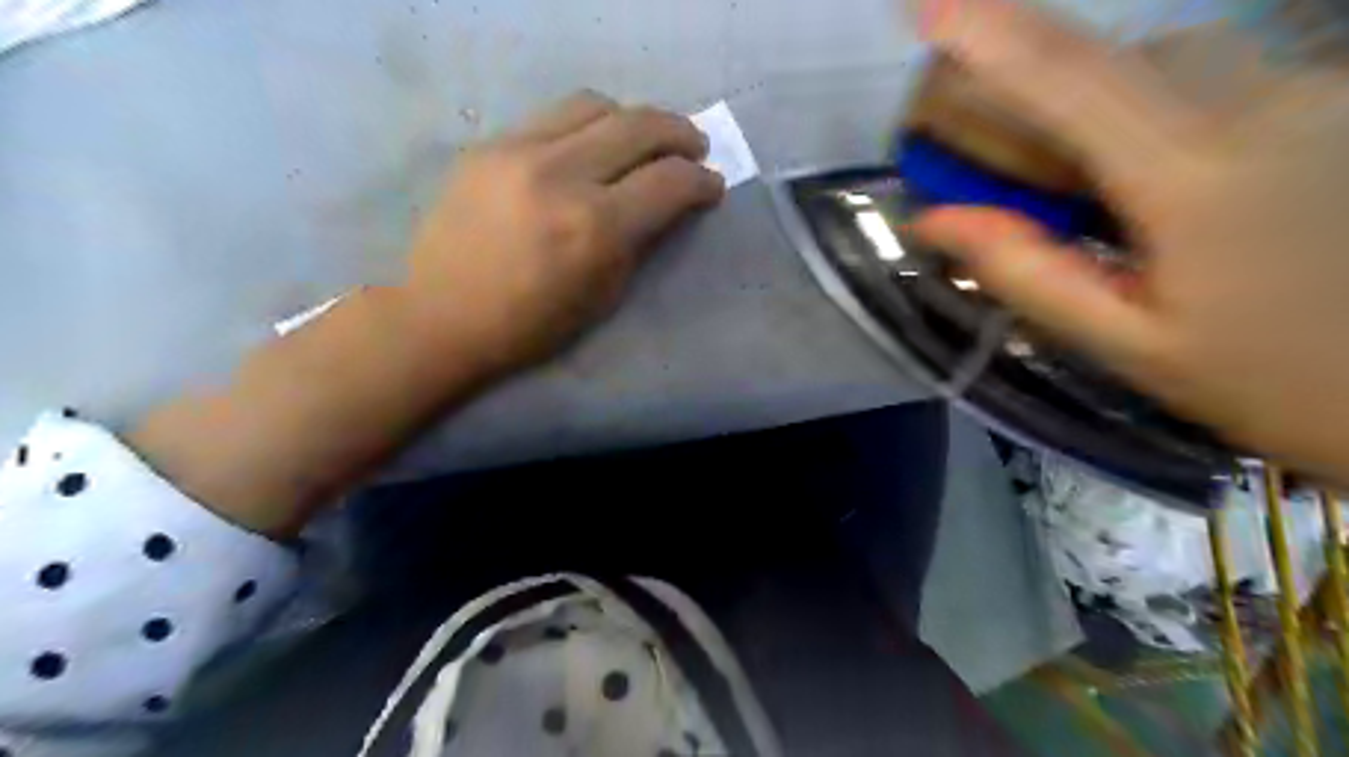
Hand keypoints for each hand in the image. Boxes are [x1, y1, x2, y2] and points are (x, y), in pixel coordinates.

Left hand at [397, 91, 721, 378]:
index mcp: (594, 227)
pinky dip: (587, 126)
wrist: (441, 317)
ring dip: (633, 119)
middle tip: (693, 148)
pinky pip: (553, 117)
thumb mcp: (603, 295)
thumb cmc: (530, 325)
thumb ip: (641, 241)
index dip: (702, 181)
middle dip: (679, 133)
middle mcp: (560, 175)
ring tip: (644, 140)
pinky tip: (592, 148)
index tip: (712, 186)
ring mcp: (518, 151)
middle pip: (639, 125)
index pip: (669, 182)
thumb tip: (668, 204)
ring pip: (594, 105)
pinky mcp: (489, 145)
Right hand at [911, 0, 1348, 484]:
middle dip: (1034, 94)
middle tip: (997, 166)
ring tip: (1082, 187)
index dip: (987, 32)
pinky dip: (1151, 108)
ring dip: (1094, 104)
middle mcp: (1261, 102)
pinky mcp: (1336, 93)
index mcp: (1193, 177)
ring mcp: (1314, 86)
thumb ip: (1026, 272)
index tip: (923, 5)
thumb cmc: (1273, 380)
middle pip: (1111, 60)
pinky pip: (1214, 75)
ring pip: (1163, 62)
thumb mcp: (1125, 342)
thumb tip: (934, 219)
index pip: (1065, 77)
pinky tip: (1156, 176)